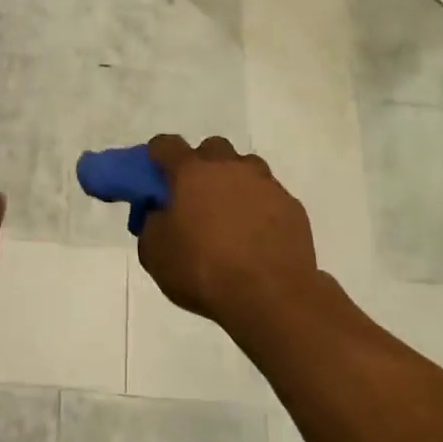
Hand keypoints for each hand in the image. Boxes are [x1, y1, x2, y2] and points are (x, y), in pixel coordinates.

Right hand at [137, 135, 320, 331]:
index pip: (165, 144)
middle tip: (194, 199)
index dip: (156, 157)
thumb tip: (158, 214)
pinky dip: (259, 208)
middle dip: (201, 166)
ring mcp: (264, 183)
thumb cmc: (203, 270)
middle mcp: (228, 167)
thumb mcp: (155, 253)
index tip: (154, 177)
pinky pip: (269, 196)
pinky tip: (256, 238)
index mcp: (190, 172)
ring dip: (233, 183)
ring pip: (245, 167)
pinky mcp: (291, 206)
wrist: (271, 296)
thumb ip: (151, 224)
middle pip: (211, 148)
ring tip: (229, 218)